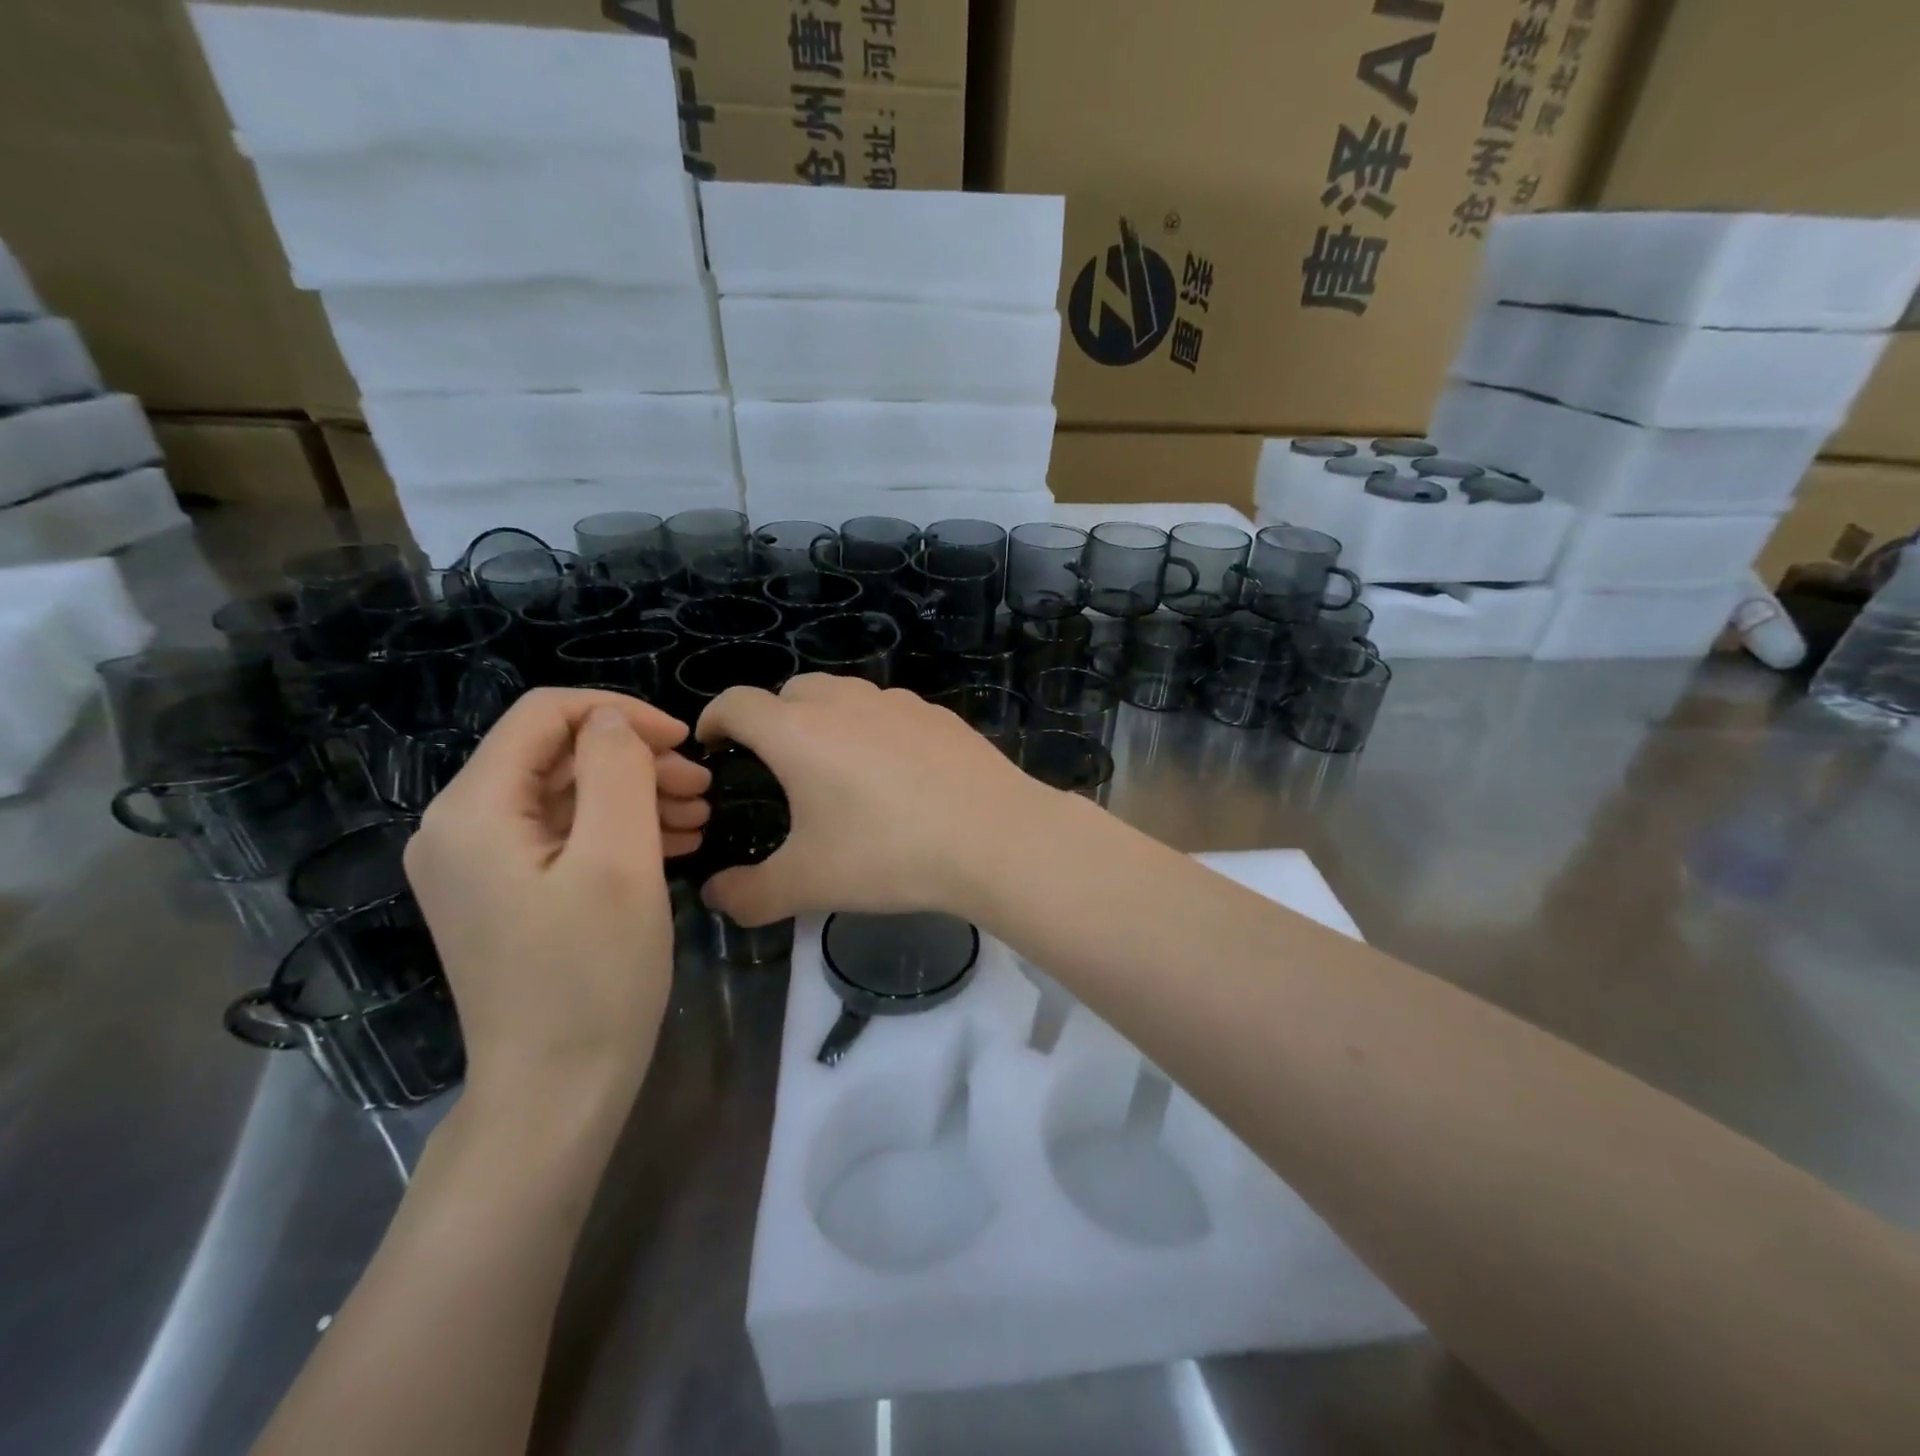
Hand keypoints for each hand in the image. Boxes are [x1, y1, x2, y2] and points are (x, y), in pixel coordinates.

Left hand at [404, 689, 711, 1106]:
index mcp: (474, 810)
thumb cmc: (593, 974)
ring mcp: (479, 865)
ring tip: (699, 815)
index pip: (545, 715)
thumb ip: (616, 771)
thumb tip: (613, 722)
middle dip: (635, 759)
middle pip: (556, 755)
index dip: (619, 714)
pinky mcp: (504, 893)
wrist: (557, 1090)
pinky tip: (673, 842)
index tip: (683, 742)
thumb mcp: (619, 860)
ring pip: (567, 795)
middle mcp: (460, 827)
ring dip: (635, 793)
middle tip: (703, 787)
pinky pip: (564, 836)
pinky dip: (618, 829)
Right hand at [695, 674, 1048, 926]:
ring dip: (826, 718)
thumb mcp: (809, 884)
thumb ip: (750, 894)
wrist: (993, 837)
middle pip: (792, 691)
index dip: (715, 718)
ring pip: (845, 695)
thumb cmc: (888, 854)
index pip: (738, 703)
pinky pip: (890, 711)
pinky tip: (896, 772)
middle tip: (776, 763)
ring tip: (836, 766)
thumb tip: (715, 898)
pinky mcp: (940, 715)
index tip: (712, 742)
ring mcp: (899, 704)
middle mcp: (845, 704)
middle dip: (772, 718)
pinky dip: (875, 728)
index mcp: (799, 733)